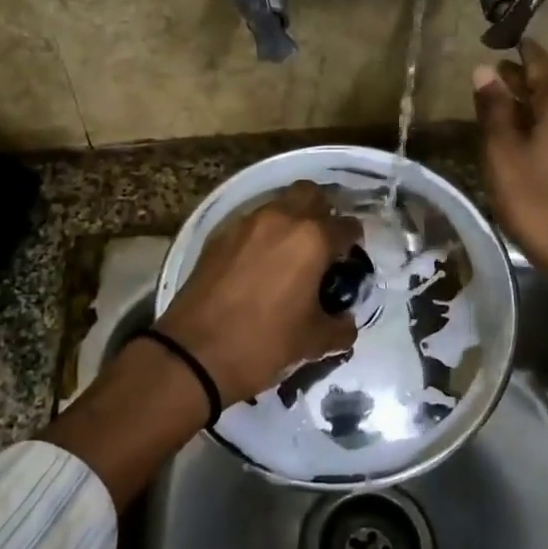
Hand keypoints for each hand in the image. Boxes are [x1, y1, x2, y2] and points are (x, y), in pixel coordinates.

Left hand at [155, 181, 361, 404]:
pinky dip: (261, 235)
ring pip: (278, 205)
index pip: (347, 227)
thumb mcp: (314, 343)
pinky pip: (250, 224)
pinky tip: (259, 265)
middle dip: (322, 213)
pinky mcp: (218, 236)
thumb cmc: (264, 344)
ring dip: (290, 221)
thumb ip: (340, 327)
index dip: (354, 243)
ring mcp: (245, 224)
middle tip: (322, 245)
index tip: (349, 261)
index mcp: (312, 239)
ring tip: (290, 256)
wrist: (194, 354)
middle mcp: (280, 219)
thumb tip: (345, 321)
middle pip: (311, 194)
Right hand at [472, 41, 547, 330]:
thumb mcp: (503, 153)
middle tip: (492, 80)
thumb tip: (484, 69)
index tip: (498, 45)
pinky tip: (532, 144)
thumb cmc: (537, 200)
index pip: (538, 62)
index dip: (517, 53)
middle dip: (522, 81)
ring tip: (505, 111)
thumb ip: (494, 109)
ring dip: (534, 107)